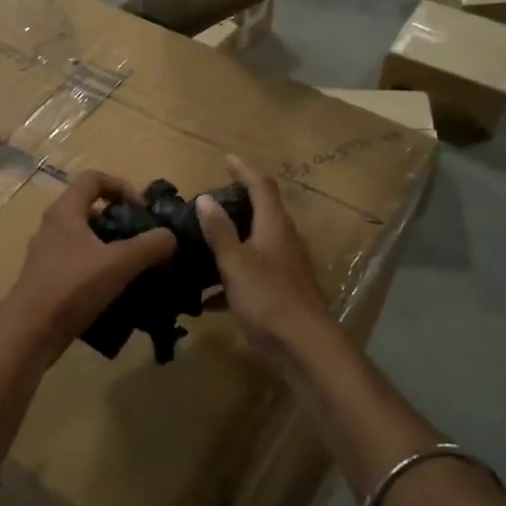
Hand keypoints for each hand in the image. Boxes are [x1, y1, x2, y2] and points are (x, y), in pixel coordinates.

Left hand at [1, 170, 177, 362]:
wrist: (31, 331)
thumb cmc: (72, 287)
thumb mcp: (119, 263)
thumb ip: (149, 246)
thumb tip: (170, 236)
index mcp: (65, 212)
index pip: (94, 179)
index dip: (121, 186)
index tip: (141, 210)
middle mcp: (53, 226)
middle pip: (91, 209)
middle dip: (120, 221)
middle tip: (143, 240)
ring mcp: (48, 254)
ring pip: (86, 239)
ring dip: (112, 248)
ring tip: (136, 267)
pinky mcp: (48, 279)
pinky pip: (79, 263)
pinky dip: (99, 269)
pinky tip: (117, 290)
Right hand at [194, 156, 335, 366]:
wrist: (304, 347)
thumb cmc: (269, 298)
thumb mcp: (236, 263)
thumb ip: (220, 232)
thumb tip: (205, 199)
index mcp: (274, 227)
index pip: (261, 186)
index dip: (244, 170)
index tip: (226, 158)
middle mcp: (283, 241)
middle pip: (261, 212)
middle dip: (236, 203)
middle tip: (206, 202)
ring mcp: (283, 268)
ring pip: (254, 244)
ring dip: (231, 240)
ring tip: (200, 242)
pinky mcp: (279, 292)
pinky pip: (250, 274)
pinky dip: (230, 276)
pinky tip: (205, 296)